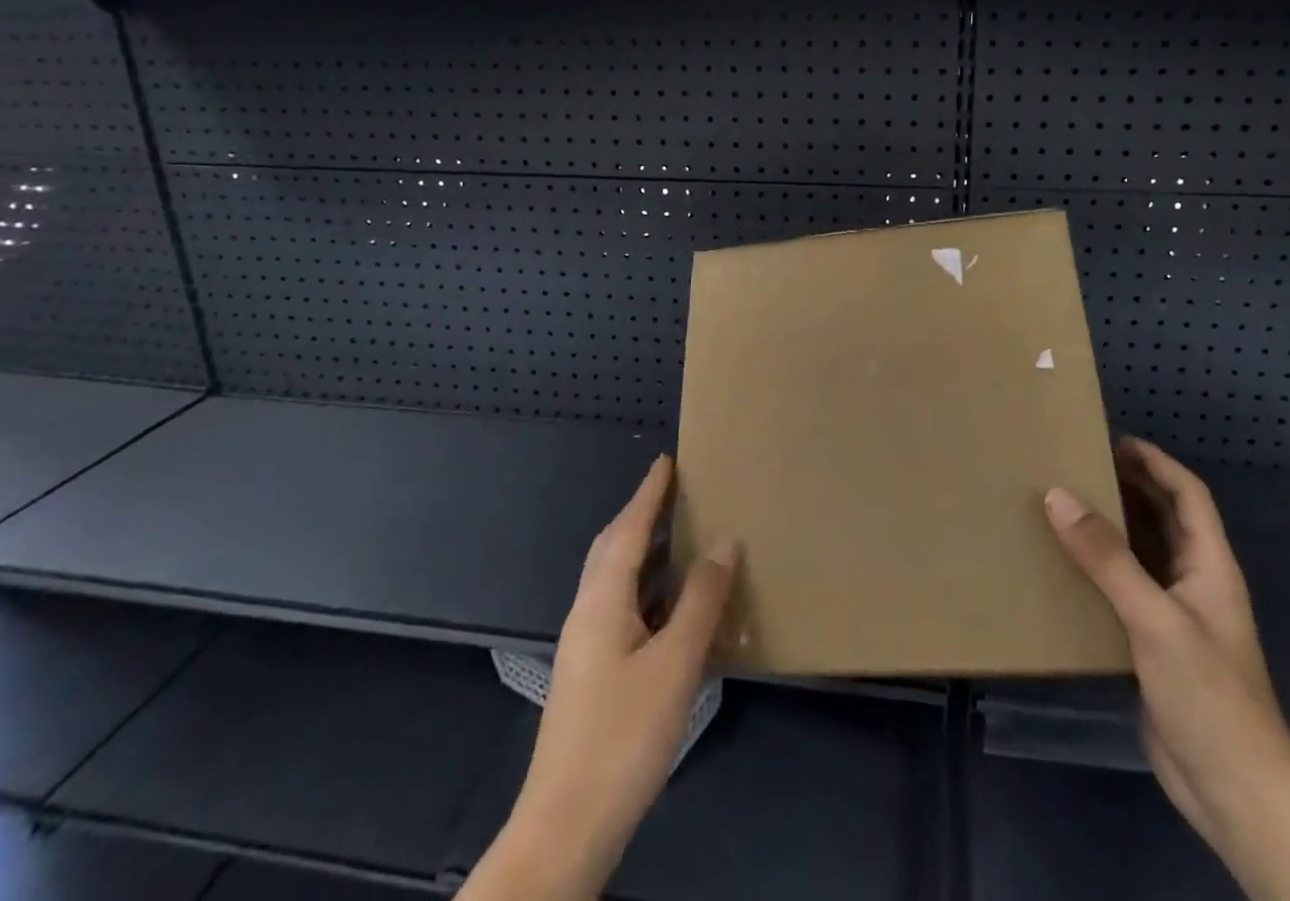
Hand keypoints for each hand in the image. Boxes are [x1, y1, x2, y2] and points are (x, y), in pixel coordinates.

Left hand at [462, 455, 737, 900]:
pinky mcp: (593, 676)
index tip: (666, 461)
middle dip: (641, 515)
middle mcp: (588, 614)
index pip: (628, 530)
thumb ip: (700, 601)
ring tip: (680, 537)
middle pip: (613, 549)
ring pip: (617, 581)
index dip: (649, 494)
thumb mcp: (674, 664)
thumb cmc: (622, 736)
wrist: (565, 828)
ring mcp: (586, 647)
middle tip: (673, 491)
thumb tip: (724, 542)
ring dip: (645, 552)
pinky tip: (673, 608)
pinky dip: (648, 591)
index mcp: (601, 601)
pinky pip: (623, 610)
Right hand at [1044, 438, 1289, 847]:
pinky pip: (1123, 591)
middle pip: (1163, 519)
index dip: (1156, 463)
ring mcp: (1175, 616)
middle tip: (1076, 465)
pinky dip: (1098, 571)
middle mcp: (1194, 583)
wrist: (1235, 793)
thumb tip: (1057, 495)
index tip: (1112, 440)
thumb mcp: (1154, 619)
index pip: (1188, 496)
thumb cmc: (1208, 695)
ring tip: (1062, 505)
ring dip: (1110, 528)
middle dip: (1127, 487)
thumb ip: (1107, 558)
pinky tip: (1064, 568)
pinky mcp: (1154, 647)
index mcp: (1210, 566)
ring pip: (1141, 555)